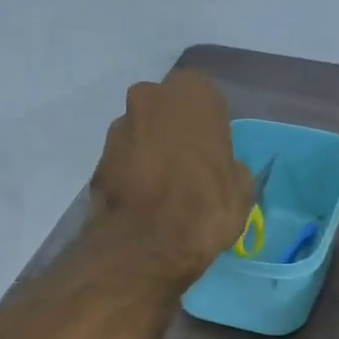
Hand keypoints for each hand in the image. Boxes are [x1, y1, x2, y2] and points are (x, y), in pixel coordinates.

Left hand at [91, 70, 254, 283]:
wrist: (147, 245)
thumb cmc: (205, 208)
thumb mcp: (241, 190)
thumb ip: (230, 166)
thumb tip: (222, 169)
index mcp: (191, 93)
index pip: (204, 99)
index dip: (209, 128)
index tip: (213, 155)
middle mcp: (148, 97)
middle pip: (166, 111)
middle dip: (174, 134)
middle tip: (187, 170)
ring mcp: (117, 128)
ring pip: (141, 135)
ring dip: (150, 154)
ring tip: (163, 192)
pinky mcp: (97, 161)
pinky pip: (123, 163)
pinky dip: (132, 177)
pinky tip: (144, 205)